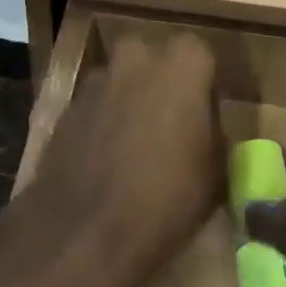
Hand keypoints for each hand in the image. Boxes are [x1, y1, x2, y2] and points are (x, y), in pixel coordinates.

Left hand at [19, 33, 221, 286]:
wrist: (85, 231)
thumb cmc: (167, 197)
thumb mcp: (217, 172)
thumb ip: (215, 134)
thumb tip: (206, 128)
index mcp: (183, 62)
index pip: (202, 55)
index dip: (206, 86)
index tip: (208, 117)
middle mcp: (138, 56)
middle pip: (157, 59)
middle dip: (164, 83)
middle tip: (172, 125)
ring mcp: (97, 78)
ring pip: (123, 79)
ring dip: (131, 100)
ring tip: (137, 145)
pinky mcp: (68, 105)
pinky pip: (97, 104)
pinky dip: (104, 121)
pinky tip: (107, 159)